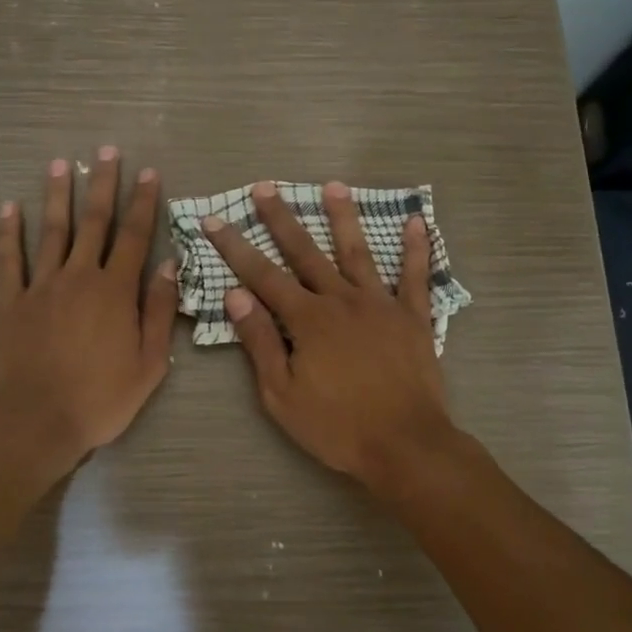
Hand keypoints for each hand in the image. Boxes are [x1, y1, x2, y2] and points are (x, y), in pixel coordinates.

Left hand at [0, 150, 176, 468]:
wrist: (36, 422)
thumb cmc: (100, 399)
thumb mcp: (149, 364)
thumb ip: (158, 311)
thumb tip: (168, 266)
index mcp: (115, 292)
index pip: (134, 237)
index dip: (144, 203)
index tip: (149, 173)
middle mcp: (79, 278)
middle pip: (94, 223)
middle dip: (103, 185)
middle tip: (106, 152)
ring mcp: (41, 287)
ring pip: (51, 232)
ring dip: (58, 196)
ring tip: (61, 164)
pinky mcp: (11, 303)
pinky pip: (9, 260)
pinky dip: (8, 233)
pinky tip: (8, 208)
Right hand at [202, 180, 457, 490]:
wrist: (405, 445)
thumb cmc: (337, 426)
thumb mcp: (282, 394)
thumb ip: (260, 342)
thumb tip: (235, 295)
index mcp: (307, 319)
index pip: (262, 275)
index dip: (235, 246)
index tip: (214, 219)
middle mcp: (342, 300)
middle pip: (306, 252)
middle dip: (281, 219)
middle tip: (265, 187)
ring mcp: (381, 305)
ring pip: (358, 252)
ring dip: (344, 217)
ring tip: (333, 185)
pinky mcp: (413, 318)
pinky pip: (416, 277)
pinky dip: (417, 249)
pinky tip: (417, 221)